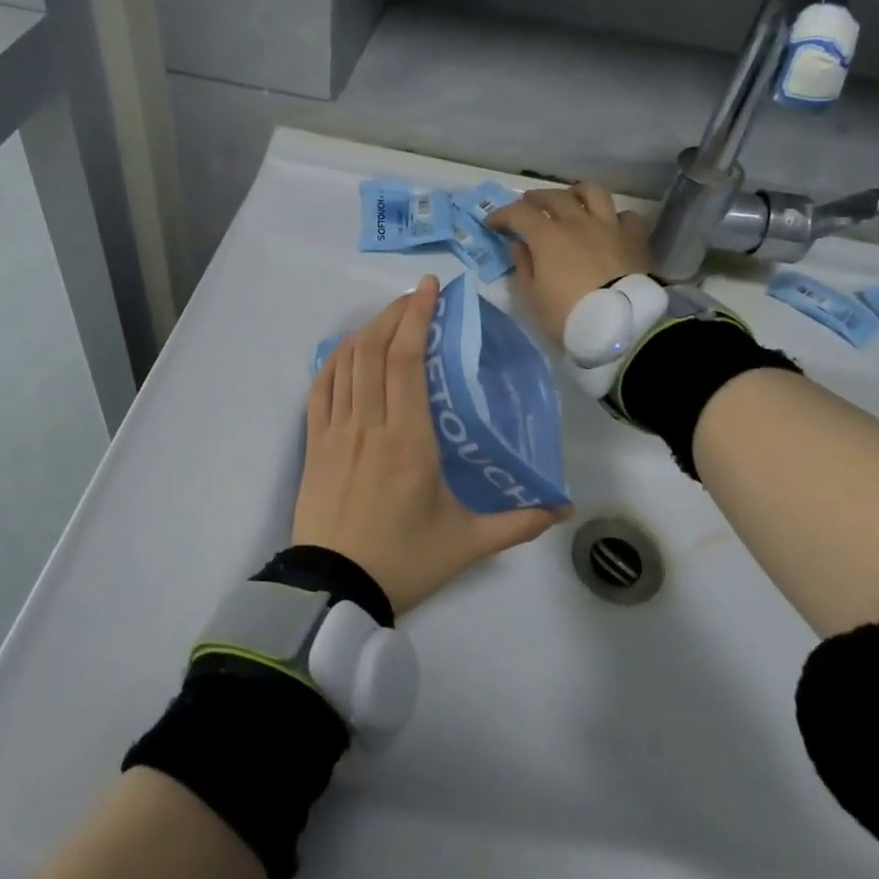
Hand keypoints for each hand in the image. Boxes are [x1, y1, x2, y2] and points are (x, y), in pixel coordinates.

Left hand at [293, 276, 566, 613]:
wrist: (333, 589)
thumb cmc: (404, 561)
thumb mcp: (468, 543)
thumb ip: (518, 522)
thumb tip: (564, 509)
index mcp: (409, 440)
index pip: (405, 361)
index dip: (416, 317)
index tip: (430, 289)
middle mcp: (369, 424)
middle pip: (375, 350)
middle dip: (396, 313)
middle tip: (418, 296)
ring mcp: (335, 432)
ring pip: (346, 363)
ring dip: (367, 331)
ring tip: (390, 316)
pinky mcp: (314, 444)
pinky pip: (319, 389)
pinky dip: (334, 361)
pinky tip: (348, 351)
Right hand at [486, 182, 654, 346]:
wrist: (621, 325)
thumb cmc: (568, 315)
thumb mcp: (533, 298)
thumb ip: (524, 266)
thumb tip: (519, 244)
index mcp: (548, 236)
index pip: (518, 213)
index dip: (502, 215)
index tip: (492, 224)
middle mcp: (577, 222)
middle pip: (553, 196)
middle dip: (535, 199)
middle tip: (527, 208)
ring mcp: (609, 226)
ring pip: (593, 192)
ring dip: (576, 193)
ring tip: (571, 202)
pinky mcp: (635, 238)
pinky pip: (625, 215)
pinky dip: (613, 217)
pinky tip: (608, 227)